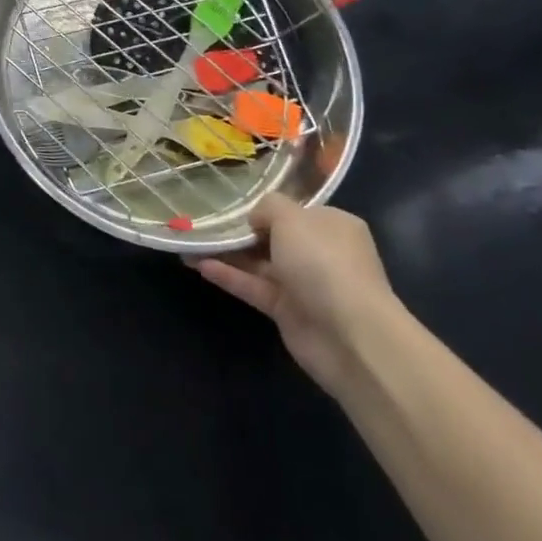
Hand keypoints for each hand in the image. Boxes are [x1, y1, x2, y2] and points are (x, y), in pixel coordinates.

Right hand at [193, 192, 399, 394]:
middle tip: (205, 223)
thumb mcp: (291, 217)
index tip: (233, 206)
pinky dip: (229, 276)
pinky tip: (199, 265)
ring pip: (260, 263)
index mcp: (332, 225)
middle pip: (274, 237)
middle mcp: (321, 252)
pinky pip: (254, 287)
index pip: (295, 211)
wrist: (349, 334)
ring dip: (228, 254)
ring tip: (191, 243)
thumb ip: (267, 207)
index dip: (265, 208)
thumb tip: (255, 219)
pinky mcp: (288, 311)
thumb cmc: (323, 262)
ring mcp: (304, 284)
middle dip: (242, 232)